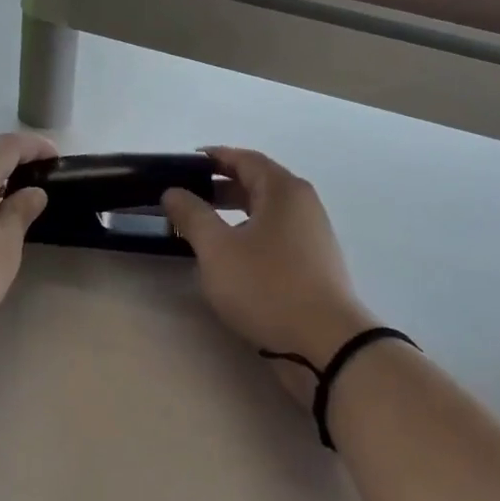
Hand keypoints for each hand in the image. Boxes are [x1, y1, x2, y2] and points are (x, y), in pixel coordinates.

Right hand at [160, 148, 379, 405]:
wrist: (325, 343)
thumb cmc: (267, 287)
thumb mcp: (218, 250)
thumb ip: (193, 216)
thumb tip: (174, 191)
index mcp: (284, 189)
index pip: (245, 158)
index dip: (213, 158)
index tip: (183, 164)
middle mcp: (303, 204)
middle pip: (257, 184)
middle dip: (220, 187)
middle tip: (186, 197)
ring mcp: (312, 235)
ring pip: (266, 212)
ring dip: (234, 214)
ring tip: (201, 228)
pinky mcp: (313, 264)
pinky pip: (275, 236)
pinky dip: (249, 235)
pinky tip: (230, 257)